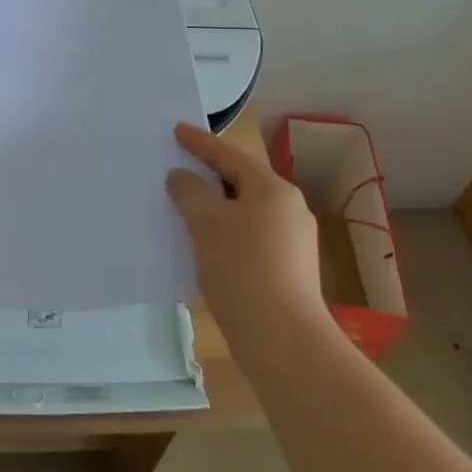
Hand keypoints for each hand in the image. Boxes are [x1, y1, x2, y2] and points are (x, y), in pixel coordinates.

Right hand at [167, 123, 329, 338]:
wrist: (284, 342)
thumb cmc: (242, 268)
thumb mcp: (206, 223)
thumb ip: (189, 192)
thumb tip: (181, 177)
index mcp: (273, 189)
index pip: (229, 155)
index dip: (200, 142)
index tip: (177, 130)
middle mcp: (290, 209)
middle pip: (242, 182)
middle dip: (210, 176)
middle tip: (180, 167)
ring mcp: (294, 243)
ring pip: (246, 212)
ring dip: (217, 208)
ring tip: (187, 209)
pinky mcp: (290, 272)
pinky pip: (251, 238)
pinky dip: (228, 234)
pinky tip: (208, 248)